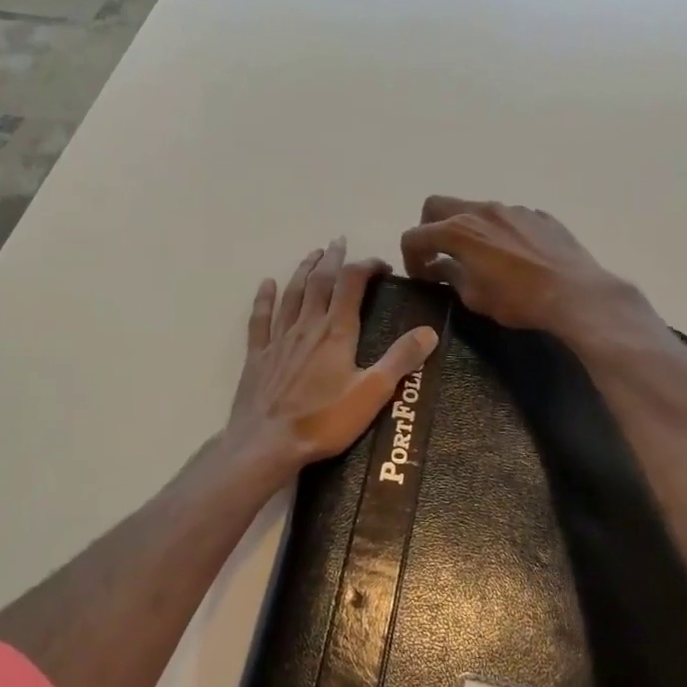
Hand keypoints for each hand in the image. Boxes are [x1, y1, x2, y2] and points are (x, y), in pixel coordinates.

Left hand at [226, 238, 439, 479]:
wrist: (267, 444)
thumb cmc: (323, 421)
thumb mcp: (372, 393)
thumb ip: (400, 359)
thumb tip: (429, 330)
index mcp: (336, 331)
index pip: (352, 284)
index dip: (366, 267)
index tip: (381, 266)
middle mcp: (307, 325)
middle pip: (320, 281)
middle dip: (332, 259)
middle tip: (340, 242)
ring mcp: (279, 339)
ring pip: (292, 294)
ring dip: (303, 270)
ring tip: (313, 254)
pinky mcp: (258, 356)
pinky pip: (260, 319)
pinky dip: (264, 298)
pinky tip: (266, 284)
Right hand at [399, 197, 632, 336]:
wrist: (575, 294)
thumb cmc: (518, 300)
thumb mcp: (474, 297)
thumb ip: (451, 276)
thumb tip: (440, 267)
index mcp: (458, 230)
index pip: (414, 235)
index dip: (410, 257)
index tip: (421, 276)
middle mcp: (481, 210)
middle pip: (437, 205)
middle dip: (429, 228)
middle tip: (439, 255)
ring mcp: (512, 209)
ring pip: (475, 208)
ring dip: (467, 228)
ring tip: (480, 256)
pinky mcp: (538, 215)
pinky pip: (507, 218)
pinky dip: (499, 232)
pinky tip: (513, 257)